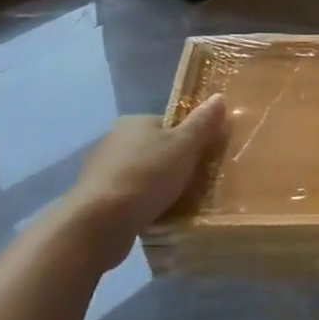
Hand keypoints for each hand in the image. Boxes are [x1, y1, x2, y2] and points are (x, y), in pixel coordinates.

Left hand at [61, 97, 228, 249]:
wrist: (99, 223)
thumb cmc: (147, 176)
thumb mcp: (184, 146)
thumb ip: (203, 123)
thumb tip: (219, 96)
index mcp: (134, 122)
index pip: (170, 125)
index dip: (190, 140)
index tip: (204, 159)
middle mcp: (115, 140)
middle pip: (157, 150)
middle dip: (175, 165)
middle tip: (197, 183)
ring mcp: (103, 171)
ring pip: (144, 175)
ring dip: (159, 187)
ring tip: (181, 203)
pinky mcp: (98, 199)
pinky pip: (131, 197)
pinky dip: (145, 204)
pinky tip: (158, 216)